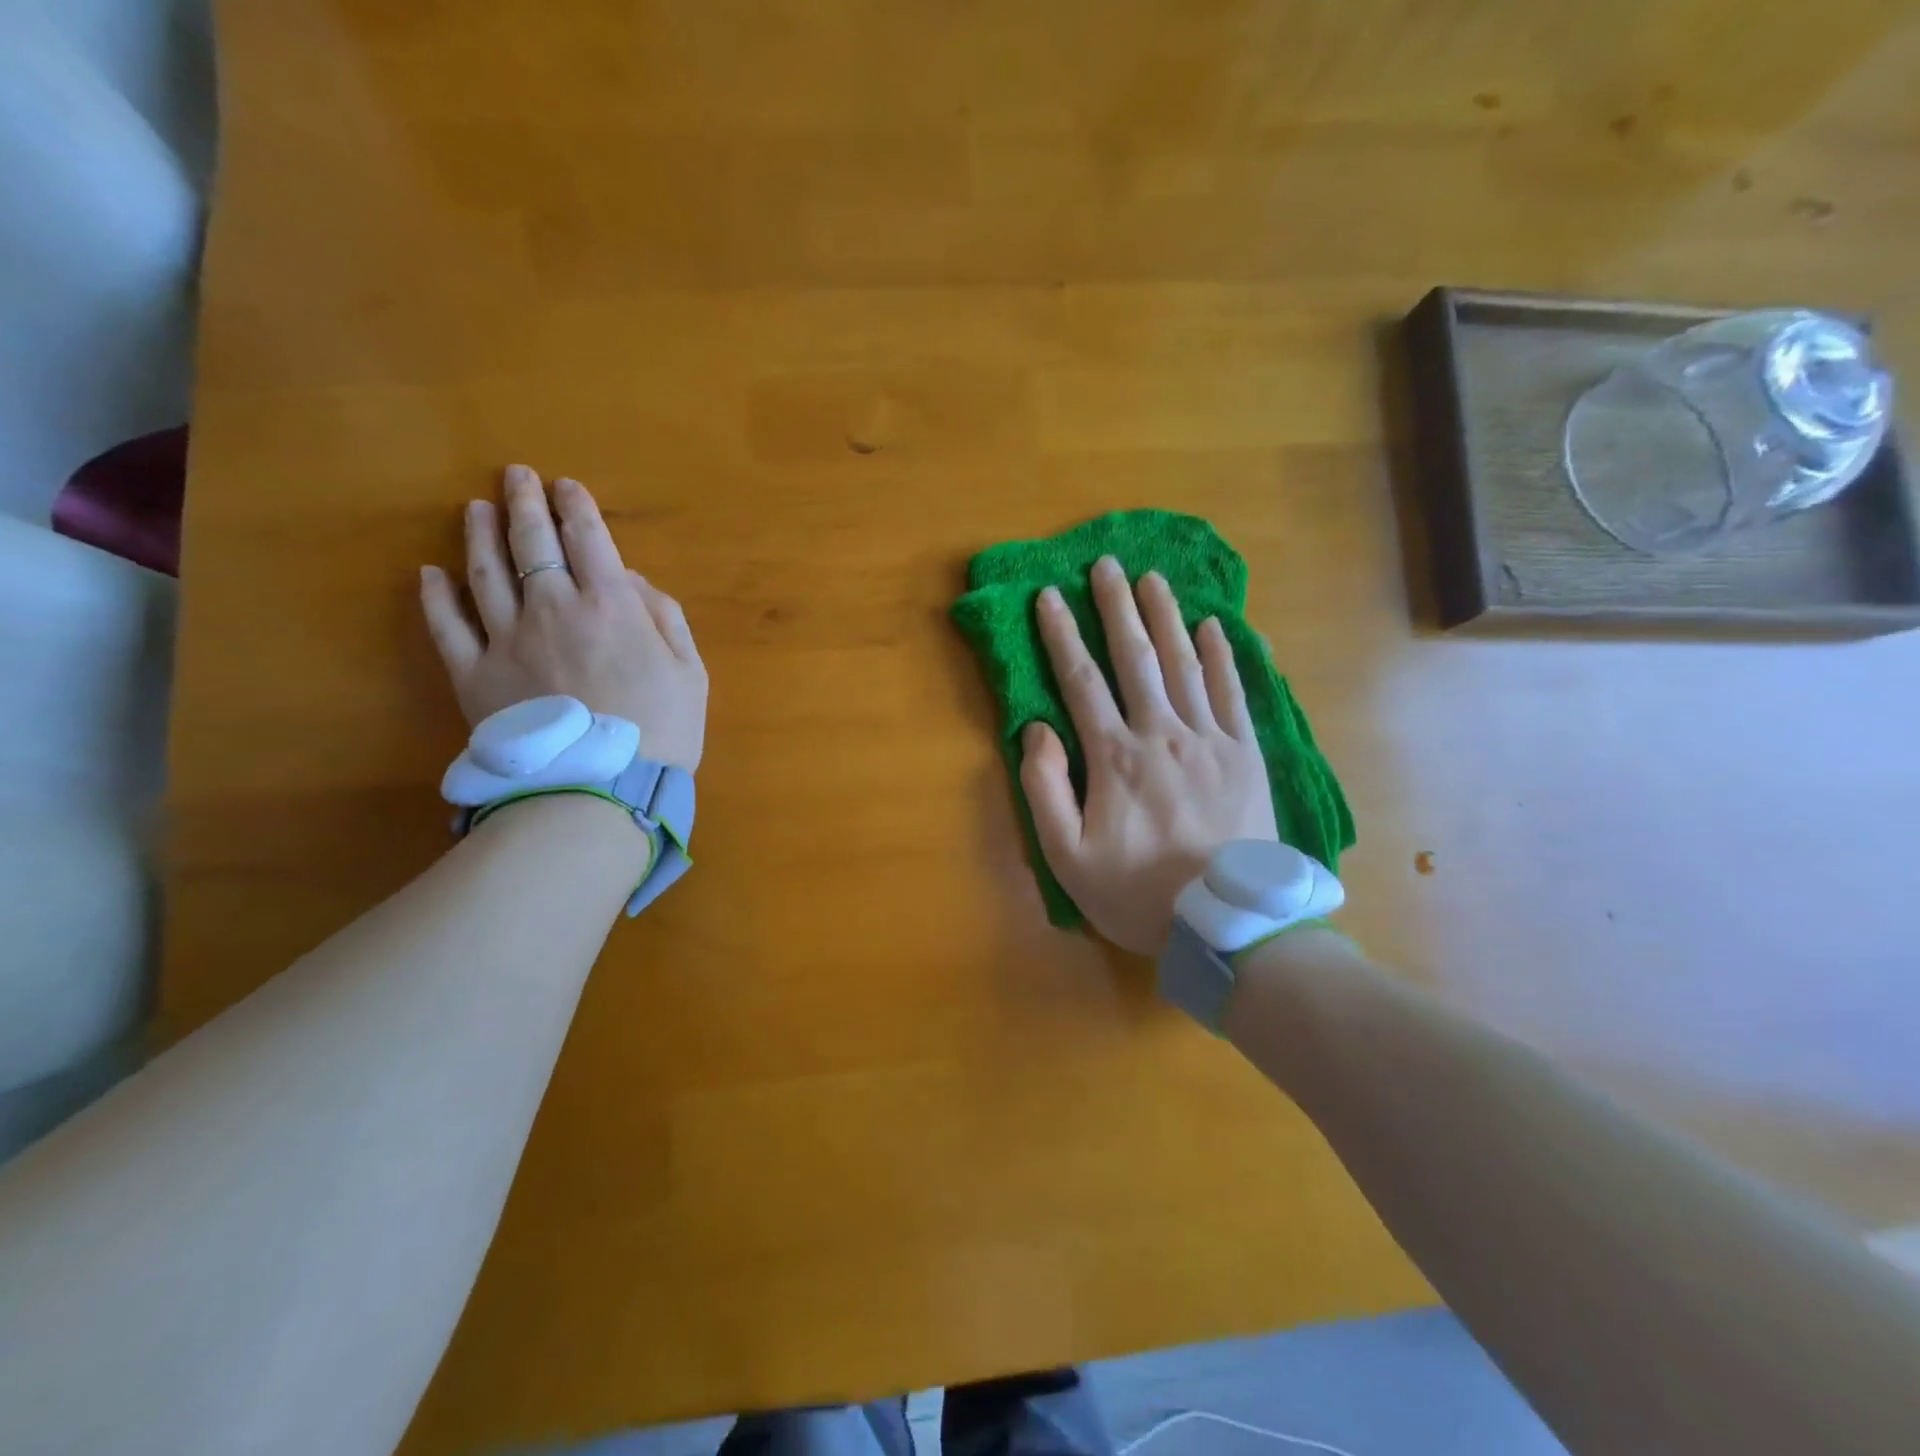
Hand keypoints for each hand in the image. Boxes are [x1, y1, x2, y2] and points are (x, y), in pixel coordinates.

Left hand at [420, 464, 707, 771]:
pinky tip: (431, 574)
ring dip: (479, 534)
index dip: (577, 506)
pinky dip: (436, 596)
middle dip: (525, 502)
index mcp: (610, 605)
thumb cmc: (662, 730)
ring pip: (484, 572)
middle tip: (517, 476)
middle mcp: (552, 608)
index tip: (567, 487)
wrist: (602, 787)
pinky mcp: (473, 674)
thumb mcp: (690, 671)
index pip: (589, 539)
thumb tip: (631, 580)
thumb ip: (664, 617)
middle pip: (532, 542)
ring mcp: (506, 639)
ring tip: (475, 509)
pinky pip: (448, 626)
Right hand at [1022, 556, 1277, 954]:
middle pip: (1135, 658)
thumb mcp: (1067, 856)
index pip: (1081, 680)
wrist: (1226, 923)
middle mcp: (1161, 733)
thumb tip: (1038, 730)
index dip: (1061, 634)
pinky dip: (1224, 656)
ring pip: (1185, 664)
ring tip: (1153, 579)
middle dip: (1116, 607)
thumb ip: (1044, 789)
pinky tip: (1215, 626)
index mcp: (1114, 756)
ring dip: (1166, 617)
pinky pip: (1234, 693)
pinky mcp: (1247, 754)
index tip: (1048, 595)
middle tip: (1106, 564)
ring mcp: (1210, 739)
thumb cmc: (1137, 892)